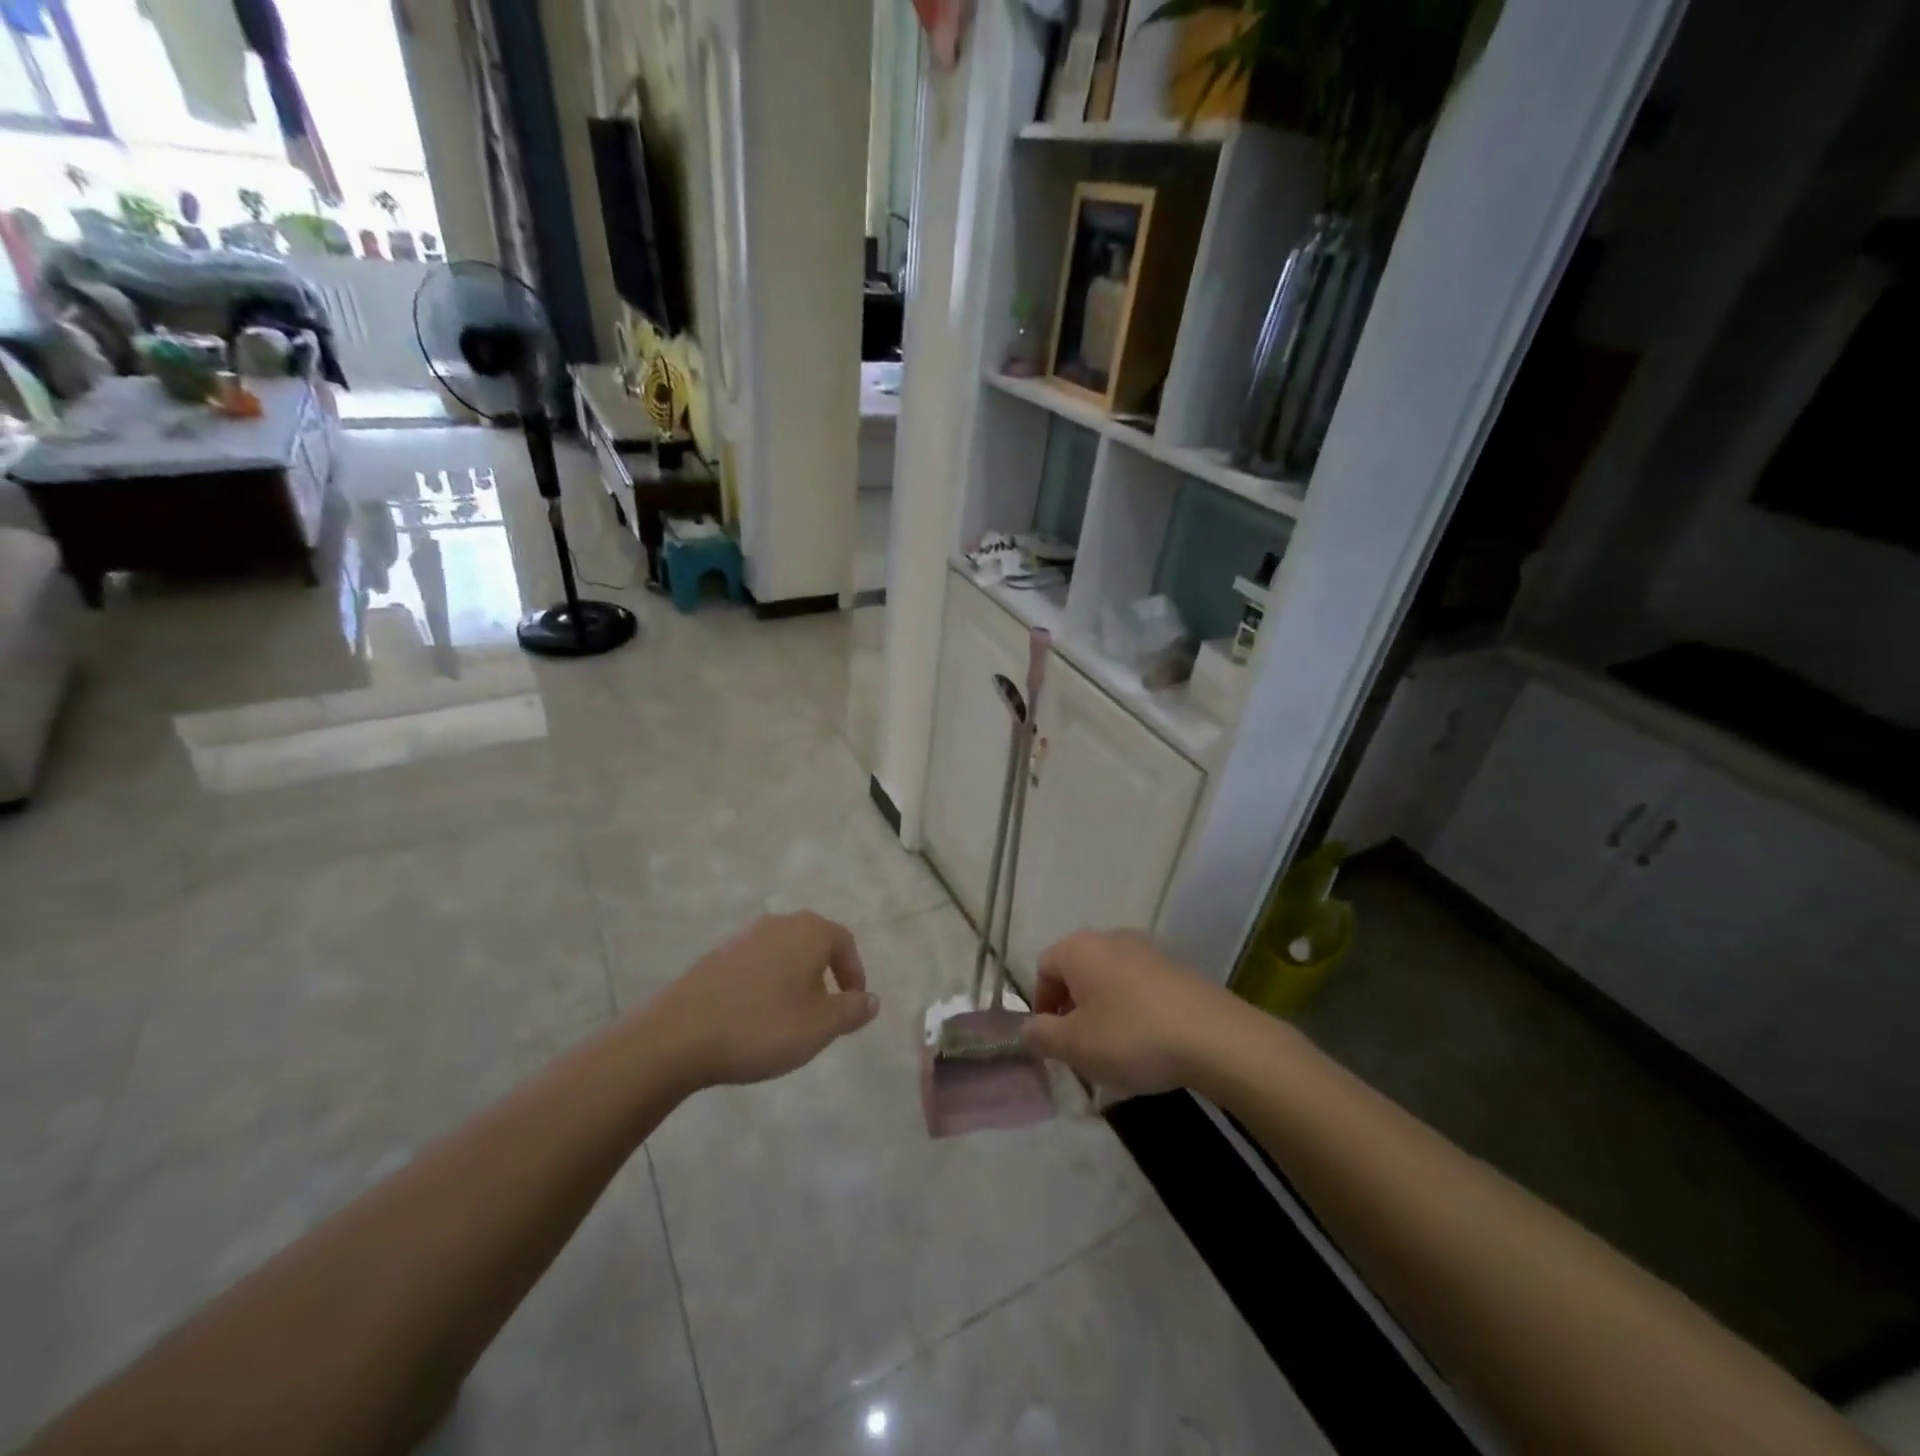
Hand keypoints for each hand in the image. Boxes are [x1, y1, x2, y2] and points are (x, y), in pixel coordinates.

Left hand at [643, 912, 878, 1088]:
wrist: (679, 1035)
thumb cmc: (762, 1026)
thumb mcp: (820, 1026)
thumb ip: (852, 1010)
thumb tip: (872, 999)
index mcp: (809, 931)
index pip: (845, 943)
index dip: (854, 975)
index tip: (854, 1007)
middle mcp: (778, 923)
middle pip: (813, 945)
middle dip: (824, 978)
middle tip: (824, 1016)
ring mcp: (743, 937)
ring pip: (784, 955)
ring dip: (794, 983)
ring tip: (790, 1021)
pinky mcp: (716, 956)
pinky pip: (756, 966)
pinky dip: (765, 987)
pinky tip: (755, 1019)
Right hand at [1021, 929, 1236, 1098]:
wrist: (1215, 1037)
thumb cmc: (1132, 1036)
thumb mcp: (1074, 1045)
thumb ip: (1041, 1035)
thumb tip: (1028, 1028)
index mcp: (1079, 948)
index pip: (1043, 968)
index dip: (1041, 1006)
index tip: (1055, 1041)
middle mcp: (1111, 938)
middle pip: (1077, 973)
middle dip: (1074, 1011)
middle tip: (1082, 1050)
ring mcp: (1148, 950)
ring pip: (1110, 982)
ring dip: (1104, 1013)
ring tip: (1117, 1053)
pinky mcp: (1177, 969)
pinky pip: (1140, 989)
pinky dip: (1135, 1013)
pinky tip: (1149, 1046)